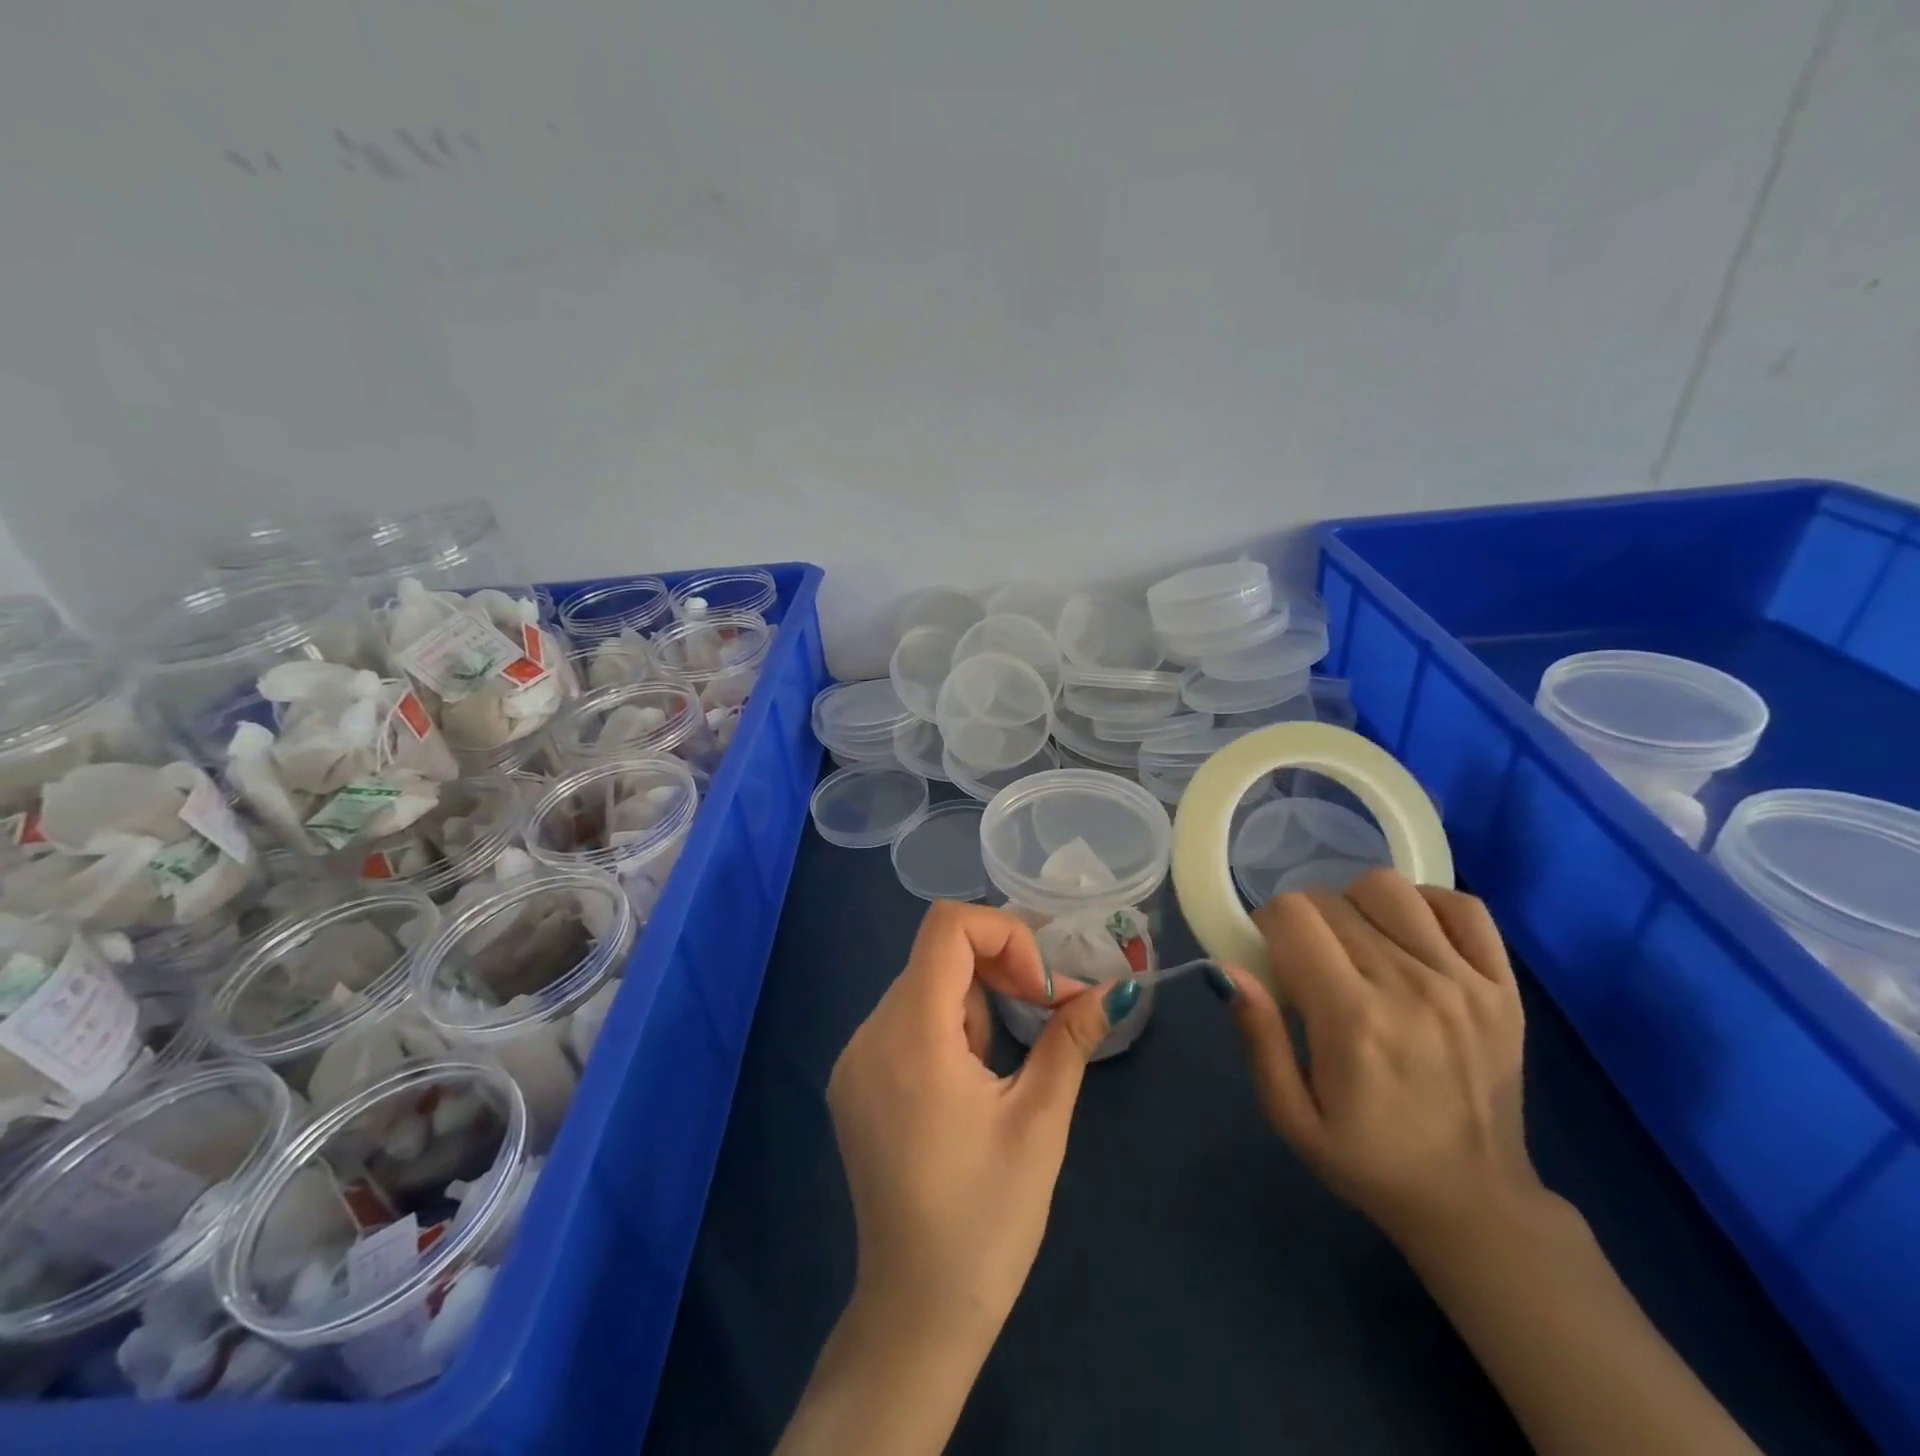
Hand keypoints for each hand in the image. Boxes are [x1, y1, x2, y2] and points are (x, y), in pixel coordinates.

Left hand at [827, 899, 1122, 1340]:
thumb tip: (1112, 988)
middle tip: (1044, 1016)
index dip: (1004, 934)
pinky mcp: (852, 1082)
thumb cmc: (987, 1221)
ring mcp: (854, 1058)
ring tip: (1001, 1069)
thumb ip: (1070, 1039)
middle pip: (936, 954)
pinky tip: (966, 1083)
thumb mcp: (1039, 1123)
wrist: (915, 1312)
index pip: (947, 926)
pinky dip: (943, 1025)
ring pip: (922, 985)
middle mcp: (869, 1034)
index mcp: (911, 1036)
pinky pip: (903, 1020)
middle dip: (998, 970)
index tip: (1040, 988)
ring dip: (973, 1002)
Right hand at [1216, 869, 1538, 1248]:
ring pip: (1390, 888)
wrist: (1476, 1204)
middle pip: (1332, 900)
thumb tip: (1227, 968)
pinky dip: (1428, 905)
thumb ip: (1259, 1037)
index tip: (1272, 957)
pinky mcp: (1504, 988)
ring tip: (1358, 943)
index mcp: (1352, 1019)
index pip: (1292, 916)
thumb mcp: (1291, 1115)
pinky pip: (1463, 906)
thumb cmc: (1369, 1160)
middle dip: (1305, 921)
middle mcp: (1410, 987)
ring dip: (1358, 905)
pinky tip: (1410, 935)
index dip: (1268, 925)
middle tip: (1310, 963)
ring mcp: (1465, 983)